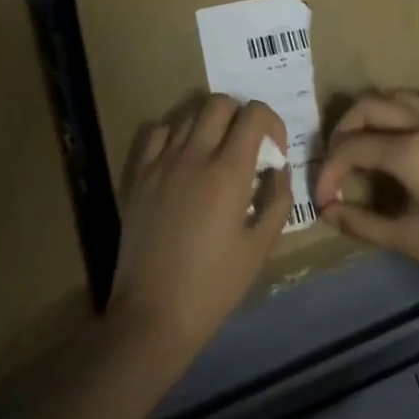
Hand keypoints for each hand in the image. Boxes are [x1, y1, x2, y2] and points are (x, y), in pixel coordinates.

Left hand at [106, 94, 291, 377]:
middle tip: (247, 146)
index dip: (271, 122)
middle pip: (220, 102)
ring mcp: (162, 162)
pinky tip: (183, 157)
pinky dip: (176, 133)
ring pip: (190, 112)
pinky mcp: (139, 175)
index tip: (275, 150)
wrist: (152, 316)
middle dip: (241, 115)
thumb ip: (277, 199)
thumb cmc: (213, 286)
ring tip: (216, 152)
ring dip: (210, 122)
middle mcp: (194, 155)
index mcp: (228, 172)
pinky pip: (159, 132)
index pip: (253, 114)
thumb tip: (279, 168)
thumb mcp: (260, 247)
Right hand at [314, 89, 418, 300]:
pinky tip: (413, 127)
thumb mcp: (409, 240)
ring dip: (377, 111)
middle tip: (340, 156)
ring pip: (401, 93)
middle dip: (345, 128)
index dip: (330, 170)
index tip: (325, 196)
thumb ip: (362, 223)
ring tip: (370, 137)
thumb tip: (328, 210)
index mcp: (410, 152)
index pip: (352, 148)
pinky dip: (411, 106)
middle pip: (370, 106)